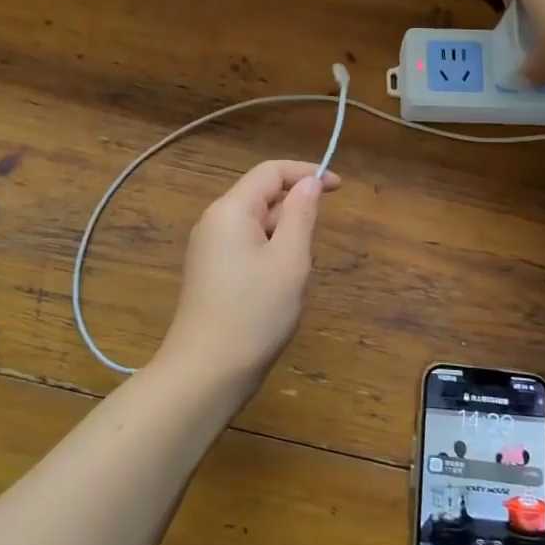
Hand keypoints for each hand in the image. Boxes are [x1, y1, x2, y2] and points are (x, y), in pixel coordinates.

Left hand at [156, 160, 340, 398]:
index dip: (306, 173)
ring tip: (294, 277)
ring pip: (256, 225)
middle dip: (294, 211)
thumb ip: (301, 215)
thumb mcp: (289, 260)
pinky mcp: (210, 273)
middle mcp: (214, 222)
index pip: (270, 172)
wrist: (206, 372)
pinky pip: (246, 247)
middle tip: (312, 252)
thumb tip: (308, 182)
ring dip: (284, 237)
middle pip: (261, 196)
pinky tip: (277, 289)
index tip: (339, 187)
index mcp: (230, 210)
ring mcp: (208, 249)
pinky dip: (269, 255)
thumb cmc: (254, 313)